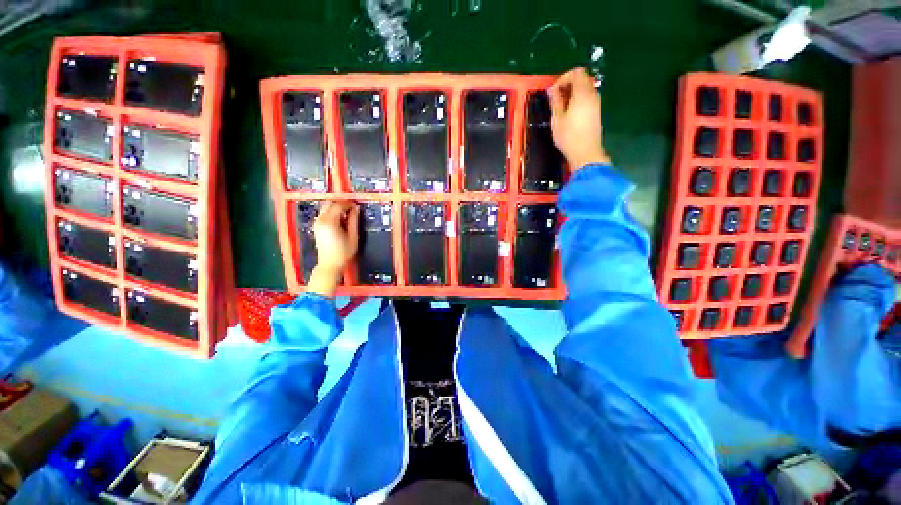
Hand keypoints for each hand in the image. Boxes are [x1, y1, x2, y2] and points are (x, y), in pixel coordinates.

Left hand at [308, 201, 359, 296]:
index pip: (338, 205)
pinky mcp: (317, 227)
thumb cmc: (342, 253)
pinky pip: (325, 214)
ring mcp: (317, 223)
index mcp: (330, 221)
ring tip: (348, 214)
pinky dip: (333, 213)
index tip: (356, 206)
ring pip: (326, 208)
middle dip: (341, 203)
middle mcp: (321, 220)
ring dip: (337, 208)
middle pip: (330, 203)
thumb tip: (356, 209)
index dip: (349, 203)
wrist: (330, 264)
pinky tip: (341, 219)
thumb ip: (354, 220)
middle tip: (352, 208)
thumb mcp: (353, 236)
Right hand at [548, 67, 609, 169]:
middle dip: (568, 84)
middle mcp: (592, 94)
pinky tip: (569, 113)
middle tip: (556, 98)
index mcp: (582, 93)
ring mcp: (596, 103)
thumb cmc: (569, 137)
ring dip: (573, 93)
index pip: (576, 73)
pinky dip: (578, 100)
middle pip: (582, 79)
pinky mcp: (596, 112)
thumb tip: (552, 90)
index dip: (563, 78)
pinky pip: (587, 98)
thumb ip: (556, 102)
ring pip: (585, 89)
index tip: (553, 91)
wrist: (586, 153)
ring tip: (561, 107)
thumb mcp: (557, 119)